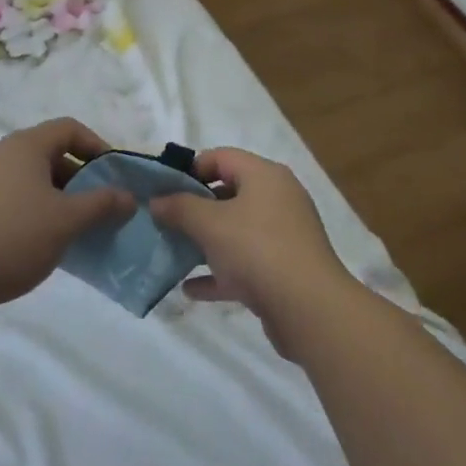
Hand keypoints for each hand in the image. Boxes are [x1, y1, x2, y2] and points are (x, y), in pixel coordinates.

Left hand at [0, 119, 134, 311]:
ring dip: (57, 196)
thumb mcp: (68, 220)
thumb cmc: (15, 235)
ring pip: (30, 178)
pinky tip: (40, 240)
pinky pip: (11, 197)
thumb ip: (102, 204)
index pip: (69, 128)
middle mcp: (0, 154)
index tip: (112, 174)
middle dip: (79, 176)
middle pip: (49, 153)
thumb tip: (130, 198)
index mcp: (25, 145)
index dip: (96, 145)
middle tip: (97, 204)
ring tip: (72, 226)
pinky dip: (33, 209)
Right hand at [148, 148, 353, 357]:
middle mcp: (277, 198)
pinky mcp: (284, 269)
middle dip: (195, 208)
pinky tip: (191, 289)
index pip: (222, 157)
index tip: (163, 190)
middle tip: (164, 223)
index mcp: (265, 176)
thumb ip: (180, 208)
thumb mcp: (210, 224)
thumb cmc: (257, 250)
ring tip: (173, 253)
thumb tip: (157, 200)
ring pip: (236, 230)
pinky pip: (245, 263)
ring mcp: (283, 235)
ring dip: (205, 242)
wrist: (308, 308)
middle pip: (229, 193)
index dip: (190, 169)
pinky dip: (220, 272)